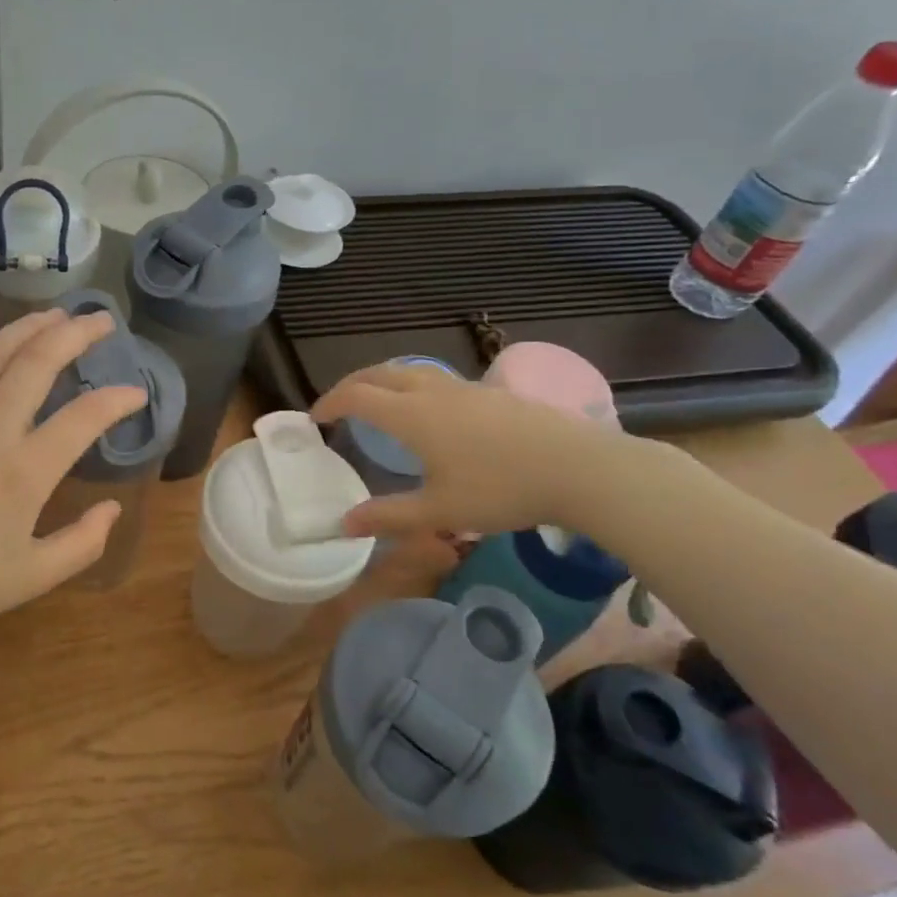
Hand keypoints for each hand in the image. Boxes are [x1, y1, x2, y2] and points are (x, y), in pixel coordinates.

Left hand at [0, 306, 146, 636]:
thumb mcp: (31, 578)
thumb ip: (82, 544)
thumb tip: (113, 508)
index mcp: (23, 472)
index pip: (82, 418)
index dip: (116, 400)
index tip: (137, 393)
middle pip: (37, 363)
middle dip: (75, 334)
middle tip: (102, 320)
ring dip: (30, 327)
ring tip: (57, 314)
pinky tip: (1, 344)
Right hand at [312, 363, 639, 538]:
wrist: (581, 468)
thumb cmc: (502, 490)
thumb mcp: (440, 512)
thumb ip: (388, 516)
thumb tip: (344, 524)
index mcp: (412, 415)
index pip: (357, 396)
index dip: (330, 403)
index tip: (315, 419)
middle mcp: (432, 391)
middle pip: (379, 373)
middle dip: (351, 384)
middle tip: (338, 405)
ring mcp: (465, 388)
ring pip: (410, 372)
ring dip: (383, 382)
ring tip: (377, 405)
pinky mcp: (492, 393)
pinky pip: (437, 380)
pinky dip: (413, 388)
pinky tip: (429, 415)